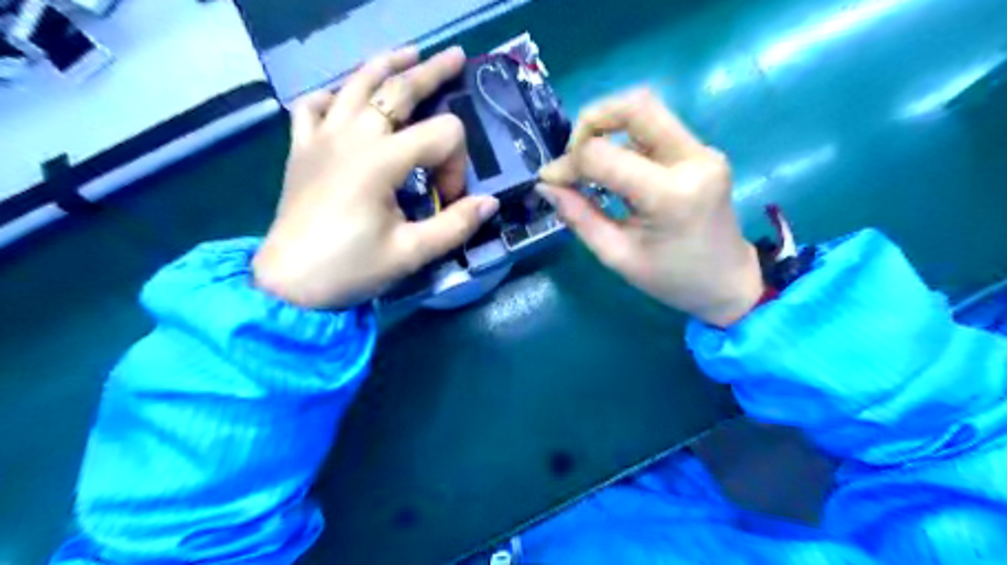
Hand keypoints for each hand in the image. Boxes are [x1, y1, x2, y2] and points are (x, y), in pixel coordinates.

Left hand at [257, 45, 497, 308]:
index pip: (441, 137)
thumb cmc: (351, 269)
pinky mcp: (301, 148)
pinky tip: (343, 100)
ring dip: (385, 65)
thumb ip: (455, 226)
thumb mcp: (411, 253)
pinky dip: (332, 96)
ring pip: (355, 84)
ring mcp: (322, 137)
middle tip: (456, 57)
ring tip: (408, 53)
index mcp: (381, 161)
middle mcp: (352, 137)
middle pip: (399, 89)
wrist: (289, 283)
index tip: (447, 199)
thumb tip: (490, 203)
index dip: (456, 165)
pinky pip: (313, 106)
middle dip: (433, 74)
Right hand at [539, 88, 759, 326]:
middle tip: (573, 153)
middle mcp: (693, 160)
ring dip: (609, 128)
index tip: (550, 180)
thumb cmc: (671, 279)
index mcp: (670, 195)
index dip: (568, 164)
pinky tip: (618, 170)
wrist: (728, 282)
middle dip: (592, 120)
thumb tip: (547, 185)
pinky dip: (627, 140)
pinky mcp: (703, 152)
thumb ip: (579, 217)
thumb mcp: (617, 255)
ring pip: (646, 112)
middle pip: (636, 106)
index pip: (603, 156)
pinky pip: (657, 129)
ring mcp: (703, 152)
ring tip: (592, 164)